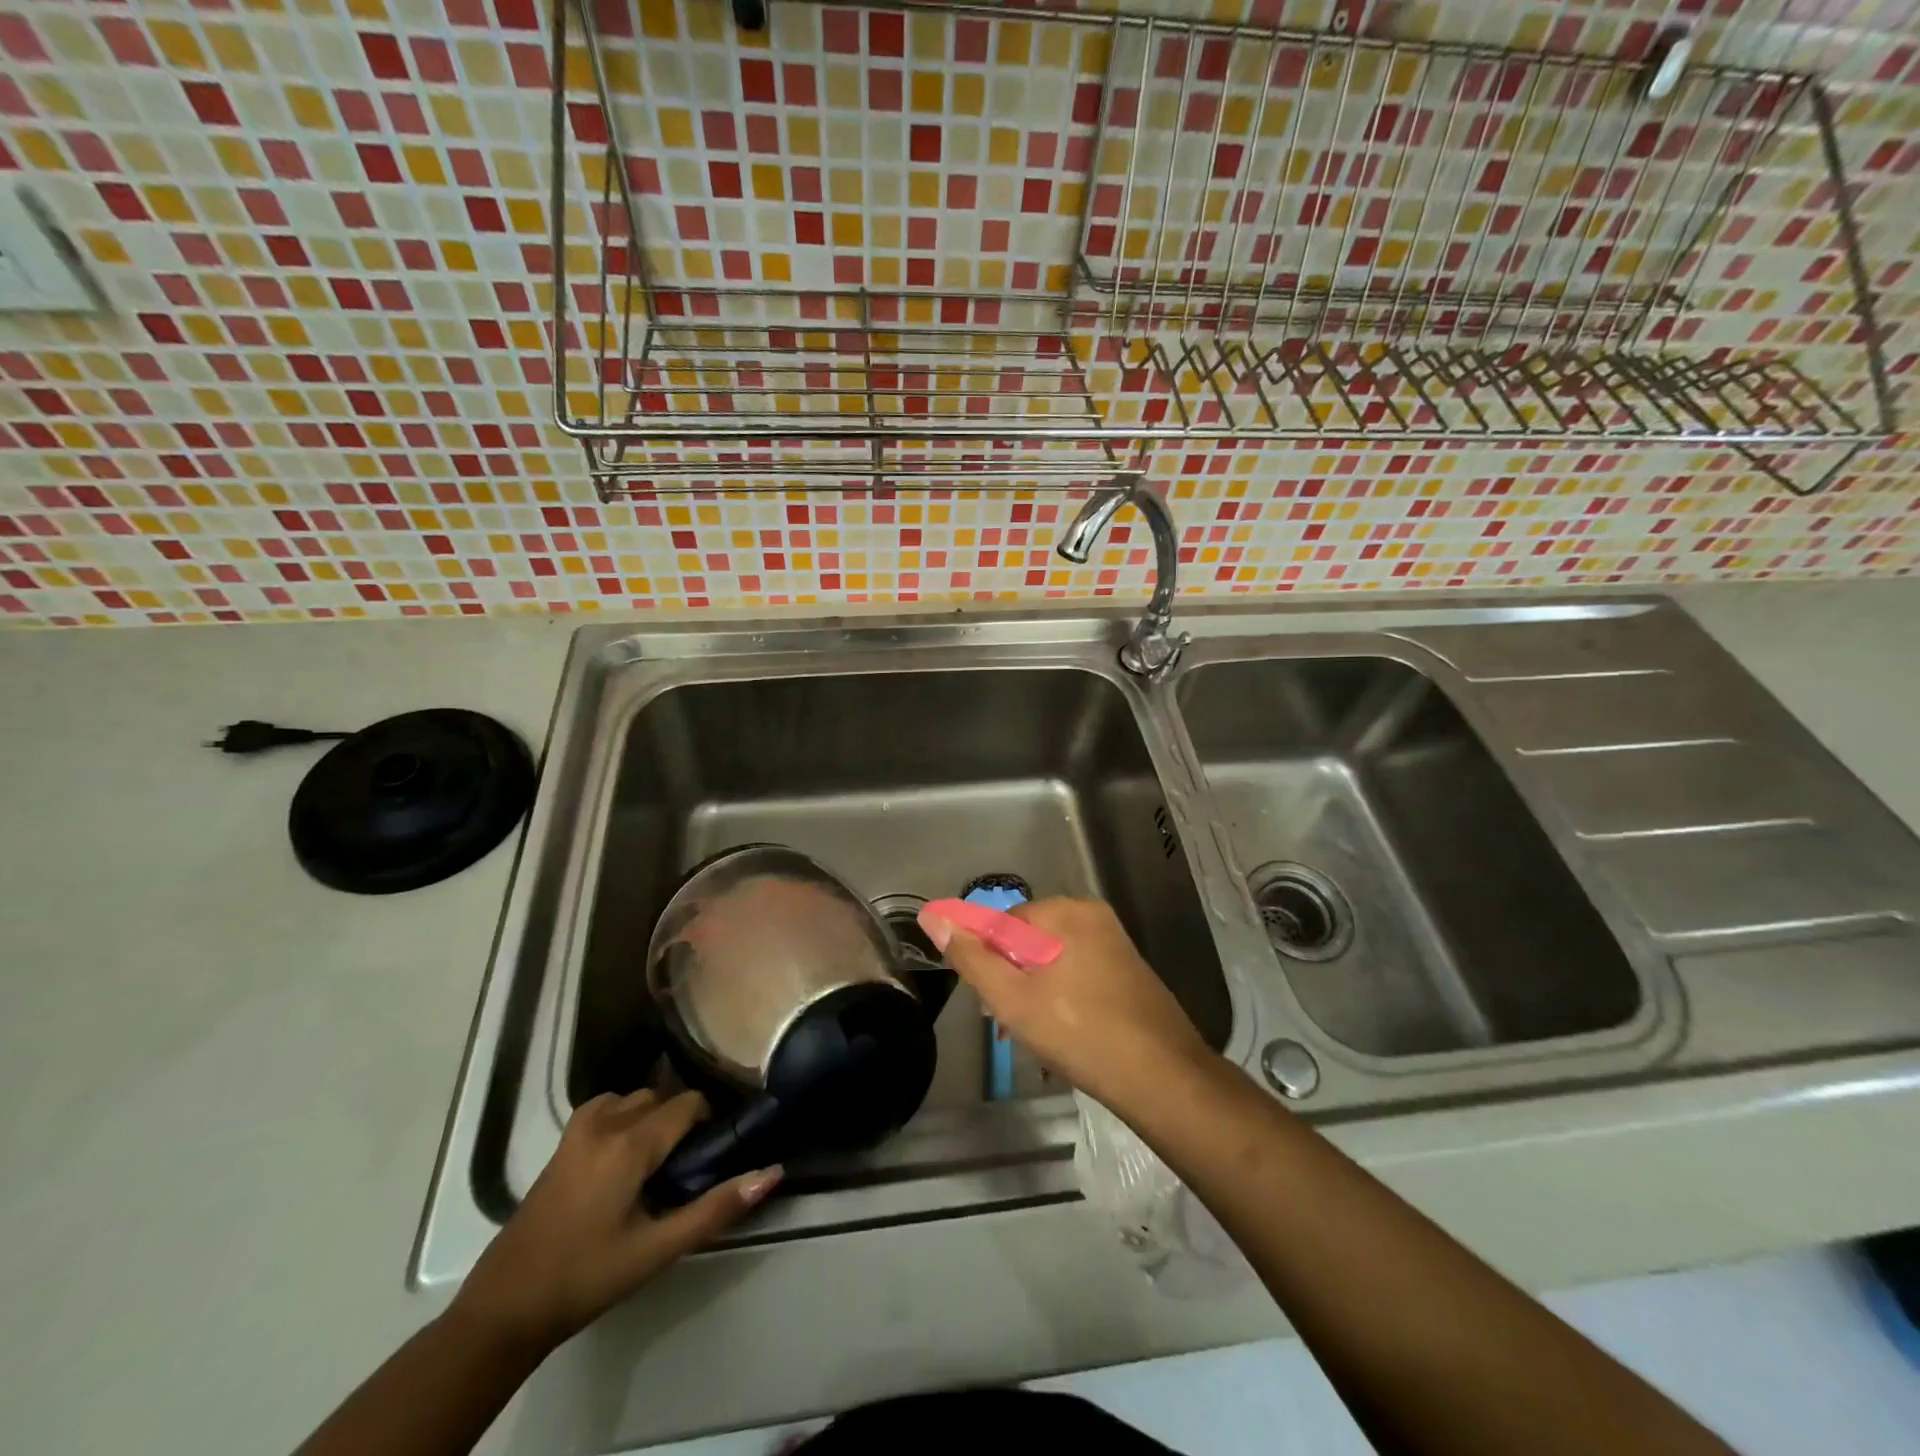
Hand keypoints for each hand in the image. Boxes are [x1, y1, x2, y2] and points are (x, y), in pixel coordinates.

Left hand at [452, 1090, 780, 1352]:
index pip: (688, 1103)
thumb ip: (716, 1208)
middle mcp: (605, 1122)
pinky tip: (624, 1157)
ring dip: (653, 1118)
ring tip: (659, 1163)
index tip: (713, 1153)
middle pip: (662, 1098)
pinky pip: (608, 1107)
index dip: (708, 1121)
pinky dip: (625, 1117)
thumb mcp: (658, 1250)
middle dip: (681, 1122)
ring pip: (634, 1099)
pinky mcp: (562, 1142)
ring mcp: (578, 1129)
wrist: (506, 1306)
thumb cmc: (588, 1277)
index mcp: (630, 1143)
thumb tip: (771, 1172)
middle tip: (687, 1166)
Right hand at [918, 897, 1210, 1113]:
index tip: (991, 1007)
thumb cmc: (1080, 1033)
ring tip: (1036, 1039)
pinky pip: (1077, 973)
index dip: (989, 965)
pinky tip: (1063, 1036)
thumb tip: (933, 916)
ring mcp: (1113, 942)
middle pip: (1026, 941)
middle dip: (1011, 981)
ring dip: (1034, 995)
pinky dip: (1062, 998)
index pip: (1001, 925)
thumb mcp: (1013, 999)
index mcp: (1066, 911)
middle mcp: (1091, 915)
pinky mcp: (1126, 969)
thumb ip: (971, 958)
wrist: (1162, 1078)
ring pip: (1051, 961)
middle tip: (1010, 1027)